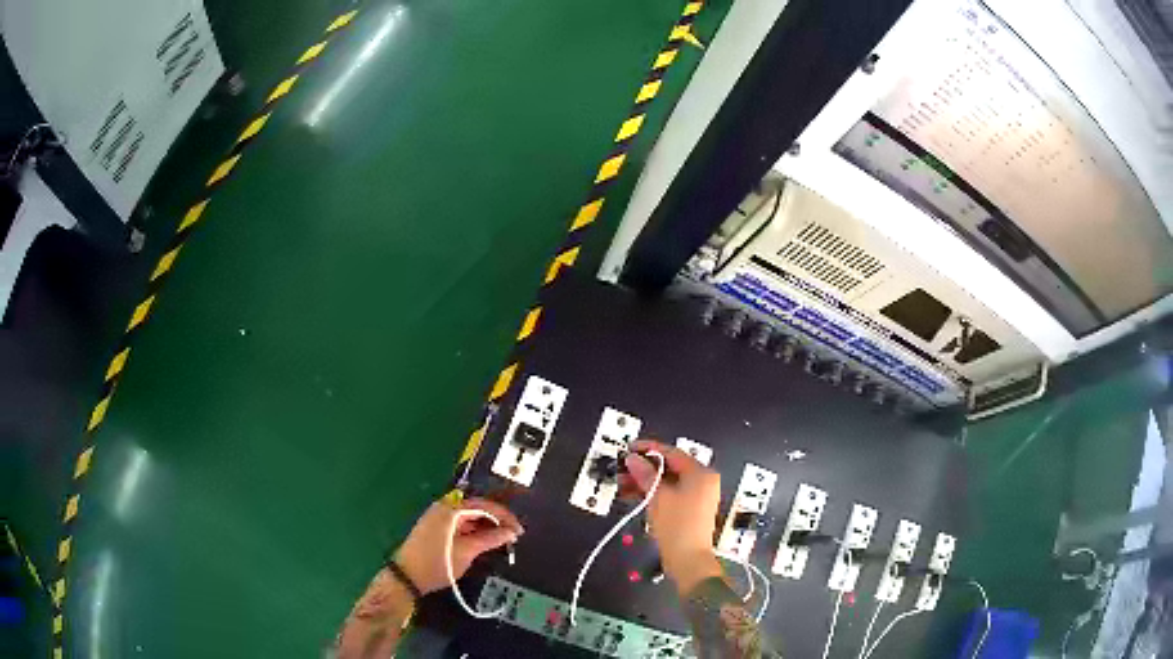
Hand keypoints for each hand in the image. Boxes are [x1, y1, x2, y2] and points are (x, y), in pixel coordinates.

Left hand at [394, 497, 523, 593]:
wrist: (407, 577)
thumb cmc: (437, 564)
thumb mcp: (467, 552)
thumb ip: (491, 539)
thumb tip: (511, 532)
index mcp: (450, 509)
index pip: (484, 505)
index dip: (505, 517)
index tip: (519, 530)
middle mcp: (443, 508)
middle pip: (477, 508)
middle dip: (497, 521)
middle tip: (513, 535)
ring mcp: (438, 517)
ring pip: (469, 517)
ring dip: (487, 526)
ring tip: (502, 540)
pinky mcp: (436, 528)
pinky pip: (461, 524)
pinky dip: (475, 531)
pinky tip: (484, 541)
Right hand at [621, 440, 722, 593]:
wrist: (688, 559)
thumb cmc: (677, 525)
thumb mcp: (658, 496)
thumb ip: (645, 474)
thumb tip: (634, 459)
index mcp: (701, 473)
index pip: (672, 452)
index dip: (648, 449)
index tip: (629, 448)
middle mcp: (703, 481)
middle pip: (670, 467)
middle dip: (644, 468)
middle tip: (623, 468)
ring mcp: (697, 496)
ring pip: (667, 482)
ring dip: (645, 481)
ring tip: (623, 484)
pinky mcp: (690, 510)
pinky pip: (670, 493)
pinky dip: (653, 493)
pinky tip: (634, 495)